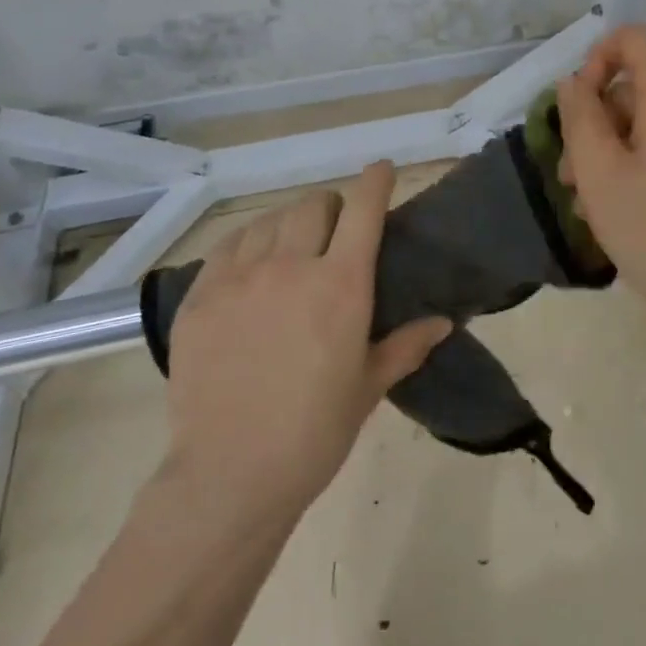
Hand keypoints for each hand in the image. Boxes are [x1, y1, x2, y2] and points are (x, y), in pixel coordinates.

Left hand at [160, 161, 451, 515]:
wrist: (229, 476)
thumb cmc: (313, 433)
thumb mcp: (368, 387)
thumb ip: (406, 345)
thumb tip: (444, 321)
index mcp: (340, 285)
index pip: (362, 210)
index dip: (375, 182)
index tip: (382, 169)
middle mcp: (291, 266)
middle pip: (314, 205)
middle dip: (331, 208)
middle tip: (334, 231)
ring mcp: (240, 277)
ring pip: (269, 220)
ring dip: (289, 224)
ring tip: (291, 247)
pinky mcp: (201, 296)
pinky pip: (228, 246)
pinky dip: (247, 243)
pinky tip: (251, 264)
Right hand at [555, 25, 645, 336]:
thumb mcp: (601, 175)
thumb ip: (579, 119)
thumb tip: (573, 83)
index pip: (633, 38)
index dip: (595, 59)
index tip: (575, 109)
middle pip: (639, 86)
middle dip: (597, 123)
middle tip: (572, 178)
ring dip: (616, 150)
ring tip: (594, 205)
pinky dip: (645, 164)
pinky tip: (630, 212)